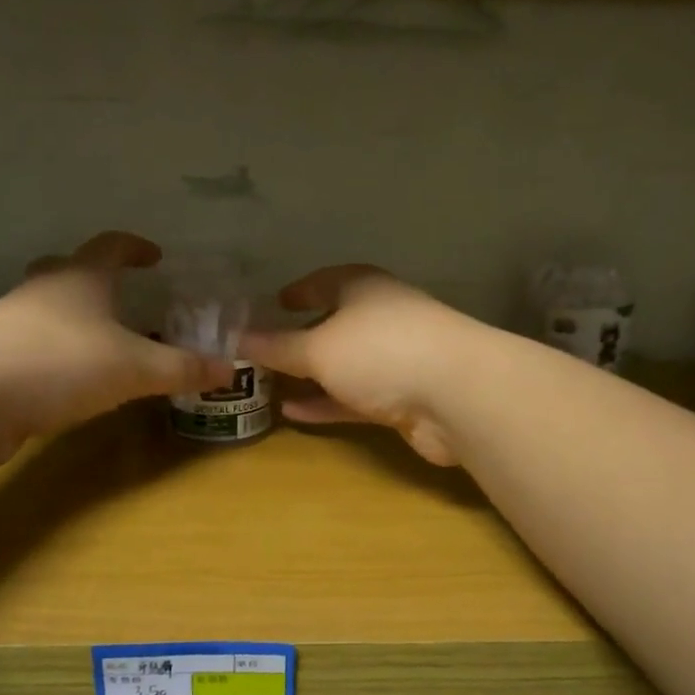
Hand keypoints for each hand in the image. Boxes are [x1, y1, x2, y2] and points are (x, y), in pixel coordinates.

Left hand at [0, 232, 230, 463]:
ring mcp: (8, 326)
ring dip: (74, 322)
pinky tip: (71, 385)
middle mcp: (41, 294)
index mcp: (79, 280)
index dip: (134, 247)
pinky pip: (32, 350)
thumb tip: (231, 368)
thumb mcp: (135, 367)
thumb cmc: (60, 363)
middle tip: (121, 296)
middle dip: (95, 280)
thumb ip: (182, 368)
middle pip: (67, 273)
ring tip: (103, 346)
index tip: (155, 255)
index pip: (110, 246)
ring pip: (46, 313)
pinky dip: (55, 358)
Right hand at [240, 266, 490, 466]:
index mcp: (363, 289)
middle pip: (334, 324)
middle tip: (263, 350)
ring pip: (344, 365)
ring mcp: (395, 359)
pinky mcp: (403, 398)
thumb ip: (279, 346)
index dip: (299, 290)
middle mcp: (381, 318)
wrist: (456, 394)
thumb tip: (238, 338)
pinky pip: (354, 398)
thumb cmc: (381, 350)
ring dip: (311, 375)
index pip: (325, 281)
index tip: (275, 301)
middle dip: (301, 337)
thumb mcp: (319, 347)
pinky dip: (326, 403)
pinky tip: (292, 413)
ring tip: (269, 385)